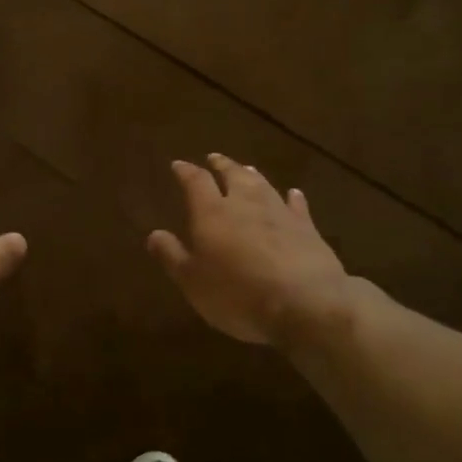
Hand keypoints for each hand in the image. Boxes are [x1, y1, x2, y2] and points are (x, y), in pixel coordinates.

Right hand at [148, 154, 358, 348]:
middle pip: (233, 175)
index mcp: (212, 213)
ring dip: (252, 175)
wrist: (306, 303)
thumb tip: (153, 234)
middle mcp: (245, 203)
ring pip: (263, 184)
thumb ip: (172, 256)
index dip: (186, 171)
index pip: (196, 182)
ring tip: (246, 168)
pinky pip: (297, 205)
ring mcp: (280, 212)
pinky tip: (293, 193)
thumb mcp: (193, 282)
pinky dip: (293, 197)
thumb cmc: (238, 294)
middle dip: (221, 165)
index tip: (178, 164)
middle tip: (214, 158)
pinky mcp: (307, 228)